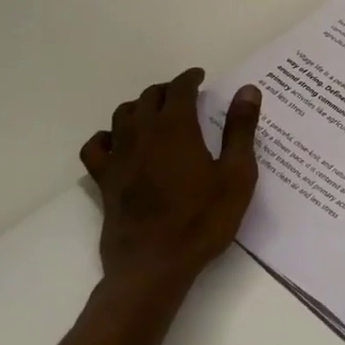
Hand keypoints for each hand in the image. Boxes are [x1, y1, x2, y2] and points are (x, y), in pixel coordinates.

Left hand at [81, 68, 261, 300]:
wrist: (154, 266)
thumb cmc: (202, 220)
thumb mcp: (236, 175)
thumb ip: (241, 129)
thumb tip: (247, 90)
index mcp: (176, 127)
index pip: (179, 88)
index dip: (190, 78)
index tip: (200, 77)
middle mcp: (142, 133)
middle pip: (149, 97)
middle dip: (167, 90)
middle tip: (184, 96)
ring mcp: (119, 157)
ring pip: (122, 115)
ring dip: (140, 107)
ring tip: (155, 113)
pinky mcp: (104, 180)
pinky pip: (96, 146)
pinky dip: (107, 136)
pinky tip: (119, 143)